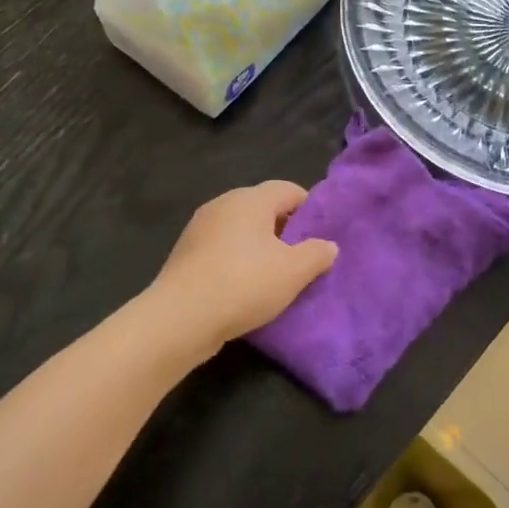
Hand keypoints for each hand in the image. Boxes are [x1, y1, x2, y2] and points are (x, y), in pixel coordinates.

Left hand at [152, 181, 337, 351]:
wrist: (180, 318)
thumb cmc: (243, 284)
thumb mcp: (293, 272)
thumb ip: (316, 254)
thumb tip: (328, 245)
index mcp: (250, 199)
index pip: (288, 189)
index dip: (309, 209)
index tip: (321, 236)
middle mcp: (223, 203)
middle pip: (263, 207)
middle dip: (285, 229)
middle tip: (301, 258)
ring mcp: (200, 227)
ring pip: (241, 229)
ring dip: (259, 247)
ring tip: (275, 276)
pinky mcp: (186, 252)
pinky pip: (222, 247)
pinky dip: (237, 260)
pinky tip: (244, 287)